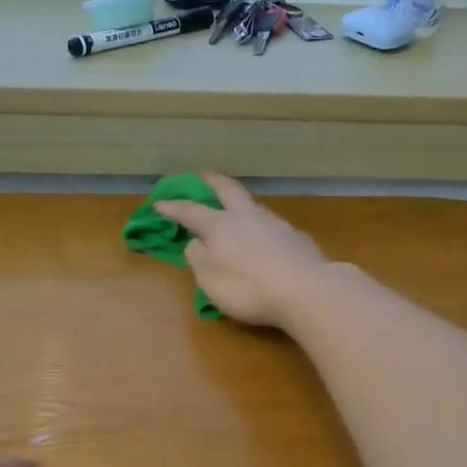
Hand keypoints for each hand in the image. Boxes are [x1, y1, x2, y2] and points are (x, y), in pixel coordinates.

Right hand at [154, 173, 329, 330]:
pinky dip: (262, 228)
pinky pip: (273, 227)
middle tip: (202, 176)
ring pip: (253, 206)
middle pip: (228, 190)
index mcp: (220, 226)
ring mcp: (276, 224)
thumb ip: (198, 258)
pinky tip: (265, 239)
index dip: (173, 207)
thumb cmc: (249, 288)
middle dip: (212, 182)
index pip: (191, 211)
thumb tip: (196, 243)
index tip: (159, 203)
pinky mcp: (298, 238)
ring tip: (235, 210)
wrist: (307, 291)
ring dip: (240, 204)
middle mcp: (247, 217)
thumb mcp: (210, 280)